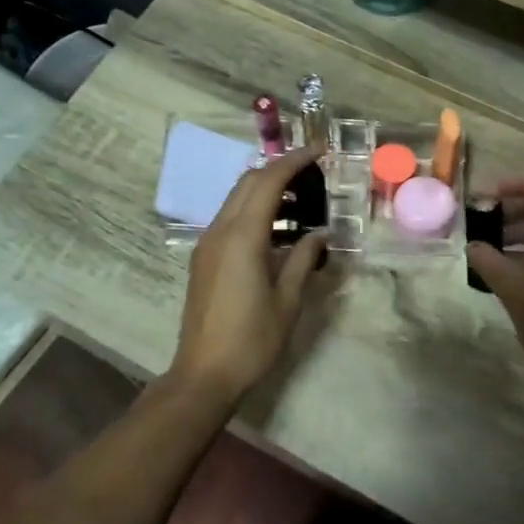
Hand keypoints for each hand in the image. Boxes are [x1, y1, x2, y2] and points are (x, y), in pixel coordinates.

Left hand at [168, 144, 330, 406]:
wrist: (204, 373)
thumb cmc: (252, 340)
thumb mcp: (287, 300)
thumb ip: (303, 259)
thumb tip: (320, 233)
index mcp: (242, 237)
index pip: (269, 182)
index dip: (295, 161)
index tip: (320, 150)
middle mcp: (220, 231)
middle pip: (248, 182)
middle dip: (280, 169)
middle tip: (314, 173)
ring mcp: (207, 244)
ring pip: (236, 199)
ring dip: (266, 190)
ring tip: (301, 201)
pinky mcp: (204, 258)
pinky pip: (230, 219)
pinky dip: (254, 210)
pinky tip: (277, 229)